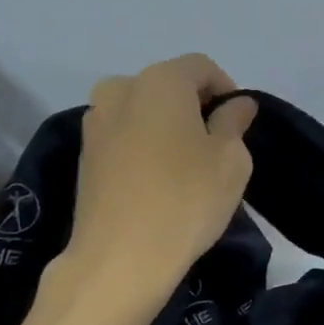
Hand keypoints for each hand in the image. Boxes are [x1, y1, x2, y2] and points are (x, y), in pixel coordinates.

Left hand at [58, 55, 256, 303]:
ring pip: (143, 110)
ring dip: (167, 125)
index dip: (226, 89)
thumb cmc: (187, 198)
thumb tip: (236, 104)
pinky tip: (159, 179)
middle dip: (194, 106)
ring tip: (185, 164)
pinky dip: (144, 145)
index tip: (239, 124)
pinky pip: (124, 135)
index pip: (201, 67)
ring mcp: (95, 121)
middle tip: (215, 144)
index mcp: (160, 81)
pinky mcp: (84, 154)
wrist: (120, 257)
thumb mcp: (231, 159)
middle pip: (168, 85)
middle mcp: (120, 89)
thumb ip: (234, 122)